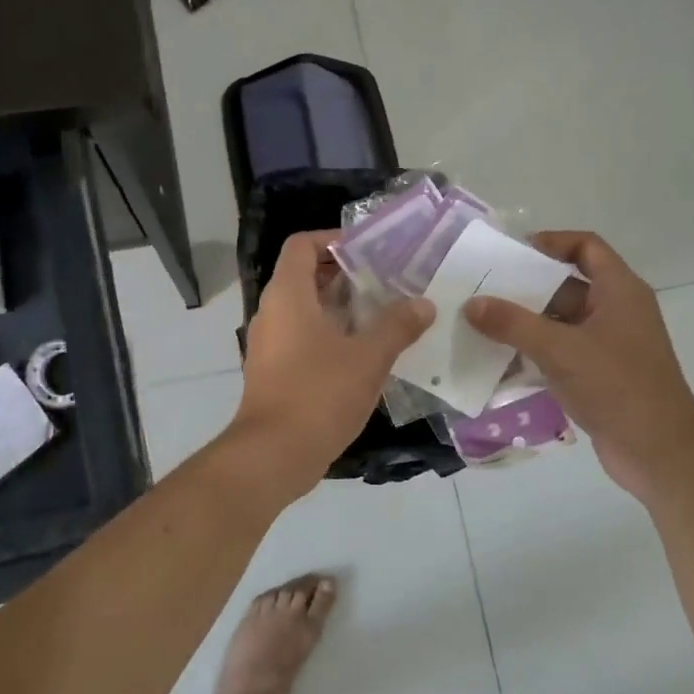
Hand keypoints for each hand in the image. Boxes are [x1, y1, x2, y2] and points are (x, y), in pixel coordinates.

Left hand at [231, 231, 433, 494]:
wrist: (273, 455)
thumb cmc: (319, 394)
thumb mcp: (369, 357)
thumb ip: (398, 326)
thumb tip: (423, 305)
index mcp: (288, 295)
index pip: (302, 245)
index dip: (333, 239)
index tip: (370, 250)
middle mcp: (272, 312)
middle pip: (305, 276)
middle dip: (346, 275)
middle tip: (387, 281)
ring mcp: (269, 344)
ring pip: (306, 310)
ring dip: (341, 308)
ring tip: (384, 315)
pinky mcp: (273, 372)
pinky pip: (302, 338)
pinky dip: (331, 336)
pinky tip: (365, 354)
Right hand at [465, 231, 693, 502]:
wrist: (659, 453)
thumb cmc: (617, 387)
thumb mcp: (561, 350)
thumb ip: (514, 324)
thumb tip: (472, 303)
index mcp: (620, 290)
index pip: (586, 246)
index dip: (551, 242)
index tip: (511, 254)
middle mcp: (615, 311)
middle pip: (566, 284)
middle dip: (525, 287)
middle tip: (482, 290)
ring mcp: (607, 345)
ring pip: (559, 322)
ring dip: (524, 323)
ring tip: (480, 324)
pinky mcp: (598, 375)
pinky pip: (560, 352)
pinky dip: (533, 352)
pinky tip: (499, 361)